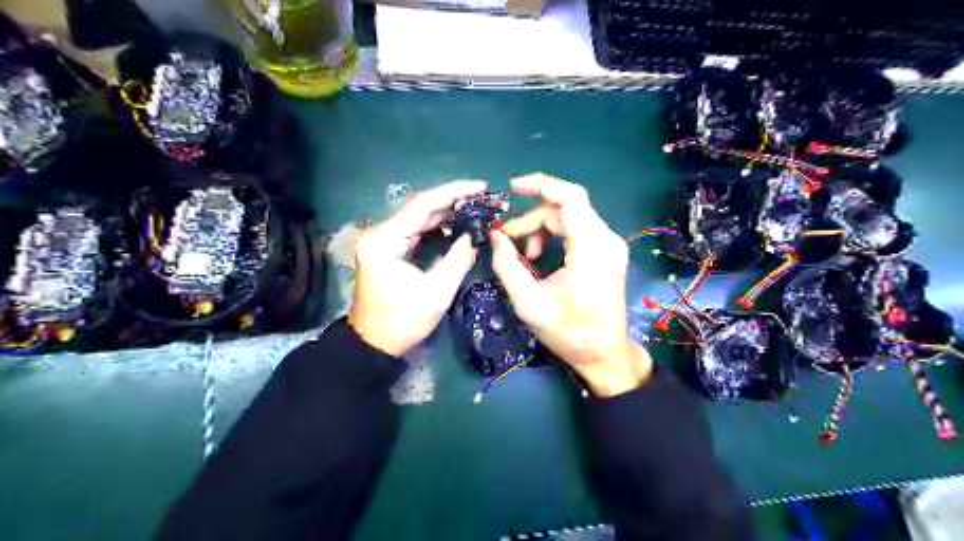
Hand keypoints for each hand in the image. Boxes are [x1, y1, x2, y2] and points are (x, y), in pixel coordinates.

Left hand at [346, 182, 484, 357]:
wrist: (373, 344)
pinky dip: (437, 226)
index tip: (481, 187)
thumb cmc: (402, 322)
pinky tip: (457, 223)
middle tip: (483, 198)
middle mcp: (380, 233)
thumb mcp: (437, 292)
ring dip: (446, 212)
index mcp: (385, 240)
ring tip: (475, 207)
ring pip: (418, 217)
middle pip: (419, 207)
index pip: (422, 205)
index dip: (453, 192)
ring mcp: (382, 241)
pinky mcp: (387, 250)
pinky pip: (415, 230)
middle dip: (452, 200)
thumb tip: (478, 234)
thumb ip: (459, 258)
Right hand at [490, 173, 655, 396]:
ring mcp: (610, 245)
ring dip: (542, 228)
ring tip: (525, 254)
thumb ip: (508, 266)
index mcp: (591, 248)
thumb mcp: (530, 303)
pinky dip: (556, 235)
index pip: (570, 198)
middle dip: (532, 219)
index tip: (513, 187)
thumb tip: (495, 236)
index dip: (541, 185)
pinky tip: (541, 255)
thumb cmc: (570, 332)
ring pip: (570, 218)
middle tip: (507, 240)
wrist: (606, 355)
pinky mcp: (608, 252)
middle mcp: (606, 239)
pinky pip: (578, 230)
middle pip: (565, 209)